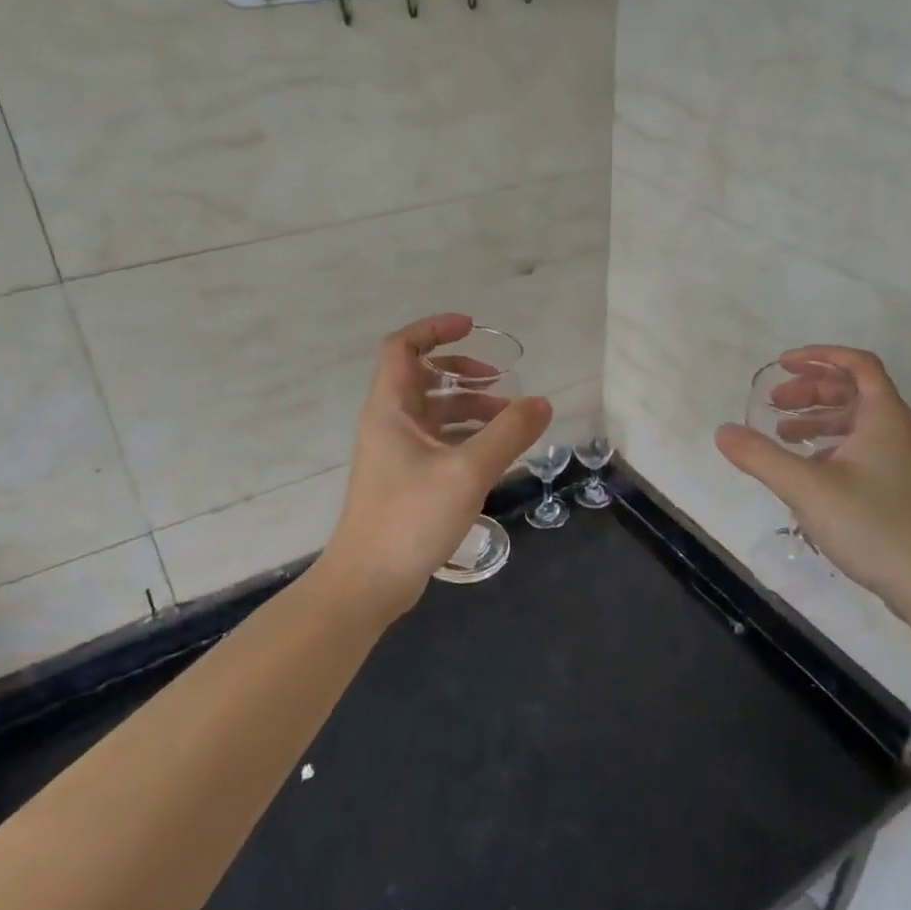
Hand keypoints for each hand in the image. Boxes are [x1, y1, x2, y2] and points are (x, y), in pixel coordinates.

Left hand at [320, 314, 550, 619]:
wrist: (368, 582)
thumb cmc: (410, 517)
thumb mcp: (467, 471)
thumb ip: (508, 434)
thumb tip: (541, 403)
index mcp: (391, 409)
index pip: (403, 347)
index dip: (435, 330)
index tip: (473, 328)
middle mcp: (389, 423)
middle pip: (423, 378)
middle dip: (464, 373)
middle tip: (500, 383)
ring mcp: (396, 454)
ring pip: (435, 413)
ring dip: (470, 408)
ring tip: (510, 421)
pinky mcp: (406, 480)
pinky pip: (439, 442)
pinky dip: (466, 437)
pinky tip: (495, 453)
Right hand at [715, 346, 910, 613]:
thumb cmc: (870, 524)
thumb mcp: (805, 487)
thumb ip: (760, 456)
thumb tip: (723, 432)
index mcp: (885, 417)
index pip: (857, 364)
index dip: (818, 357)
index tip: (782, 365)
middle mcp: (899, 430)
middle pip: (854, 391)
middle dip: (810, 391)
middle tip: (774, 403)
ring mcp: (904, 460)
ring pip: (857, 422)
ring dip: (818, 419)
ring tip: (782, 435)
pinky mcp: (901, 486)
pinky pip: (863, 447)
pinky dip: (831, 445)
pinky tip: (808, 469)